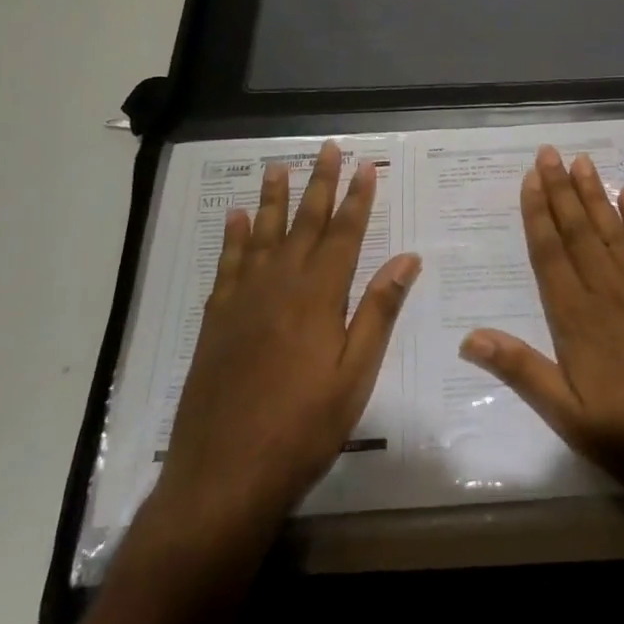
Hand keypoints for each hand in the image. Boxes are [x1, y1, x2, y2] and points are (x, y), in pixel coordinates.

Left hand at [140, 141, 420, 546]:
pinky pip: (228, 264)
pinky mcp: (216, 319)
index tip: (365, 166)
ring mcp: (243, 300)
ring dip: (273, 199)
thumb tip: (407, 259)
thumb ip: (379, 312)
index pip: (343, 234)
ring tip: (278, 166)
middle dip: (319, 184)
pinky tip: (237, 218)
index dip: (357, 199)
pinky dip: (234, 237)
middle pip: (303, 223)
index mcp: (319, 297)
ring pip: (262, 235)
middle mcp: (279, 285)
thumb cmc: (303, 428)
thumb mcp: (355, 376)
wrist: (224, 474)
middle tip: (327, 149)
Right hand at [459, 145, 623, 532]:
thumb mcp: (572, 418)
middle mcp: (609, 289)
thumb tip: (469, 337)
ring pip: (613, 227)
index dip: (537, 214)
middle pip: (578, 230)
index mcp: (578, 319)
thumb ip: (523, 372)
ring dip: (595, 193)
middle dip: (560, 189)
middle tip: (547, 152)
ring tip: (580, 161)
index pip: (550, 254)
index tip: (529, 180)